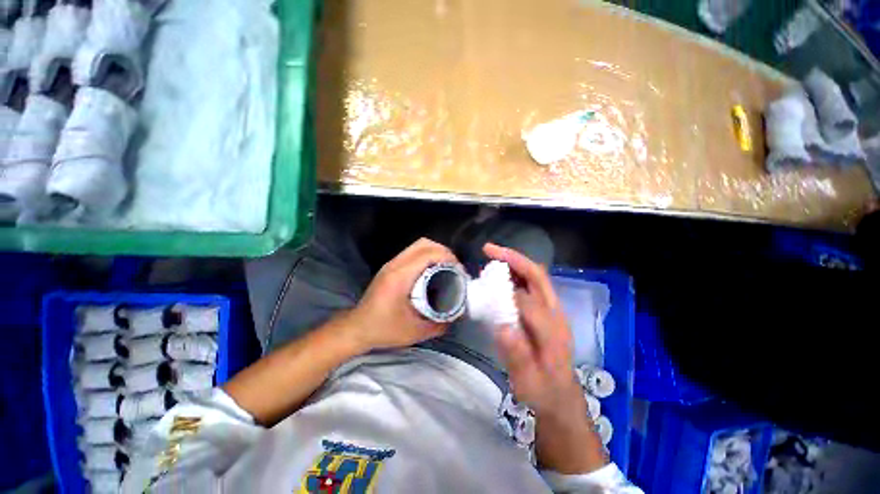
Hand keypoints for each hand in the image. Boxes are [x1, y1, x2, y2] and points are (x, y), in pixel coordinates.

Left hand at [346, 238, 460, 350]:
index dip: (447, 257)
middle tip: (454, 267)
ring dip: (435, 251)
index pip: (428, 254)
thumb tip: (456, 315)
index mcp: (400, 277)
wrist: (357, 328)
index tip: (459, 270)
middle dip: (443, 251)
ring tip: (447, 267)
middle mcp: (395, 265)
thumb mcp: (414, 332)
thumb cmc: (383, 329)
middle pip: (424, 243)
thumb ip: (439, 324)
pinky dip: (427, 255)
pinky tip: (432, 270)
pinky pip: (412, 252)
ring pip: (418, 245)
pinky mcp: (390, 267)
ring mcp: (391, 264)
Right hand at [484, 243, 581, 417]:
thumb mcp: (528, 381)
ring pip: (534, 276)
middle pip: (537, 276)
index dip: (506, 289)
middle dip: (513, 258)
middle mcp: (555, 313)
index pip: (529, 300)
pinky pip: (530, 284)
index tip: (484, 283)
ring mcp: (551, 310)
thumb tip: (502, 327)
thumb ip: (517, 356)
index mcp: (552, 330)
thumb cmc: (543, 391)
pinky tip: (499, 275)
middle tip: (488, 249)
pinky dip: (514, 273)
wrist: (560, 397)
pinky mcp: (545, 310)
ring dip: (513, 262)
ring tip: (491, 256)